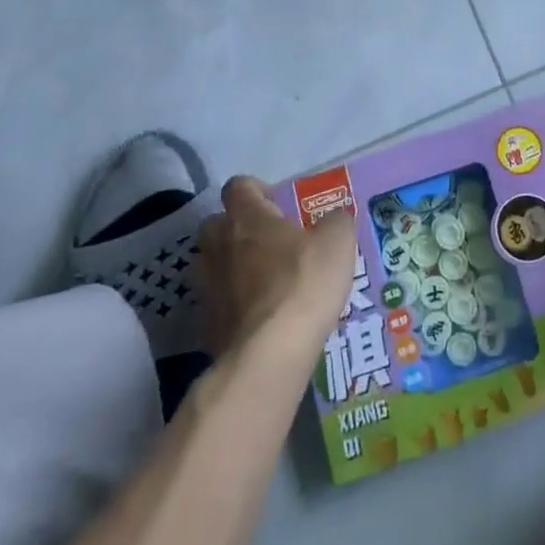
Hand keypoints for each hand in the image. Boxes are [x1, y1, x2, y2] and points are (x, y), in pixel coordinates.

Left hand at [198, 177, 355, 359]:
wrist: (267, 357)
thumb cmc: (302, 285)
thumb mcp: (337, 242)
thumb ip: (337, 222)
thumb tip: (336, 218)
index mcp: (247, 218)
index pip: (238, 187)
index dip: (256, 190)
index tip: (277, 204)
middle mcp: (219, 247)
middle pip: (217, 224)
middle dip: (238, 228)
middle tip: (270, 241)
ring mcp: (208, 288)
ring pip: (213, 264)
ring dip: (232, 267)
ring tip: (265, 281)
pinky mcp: (207, 327)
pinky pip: (218, 304)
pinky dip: (234, 305)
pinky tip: (261, 318)